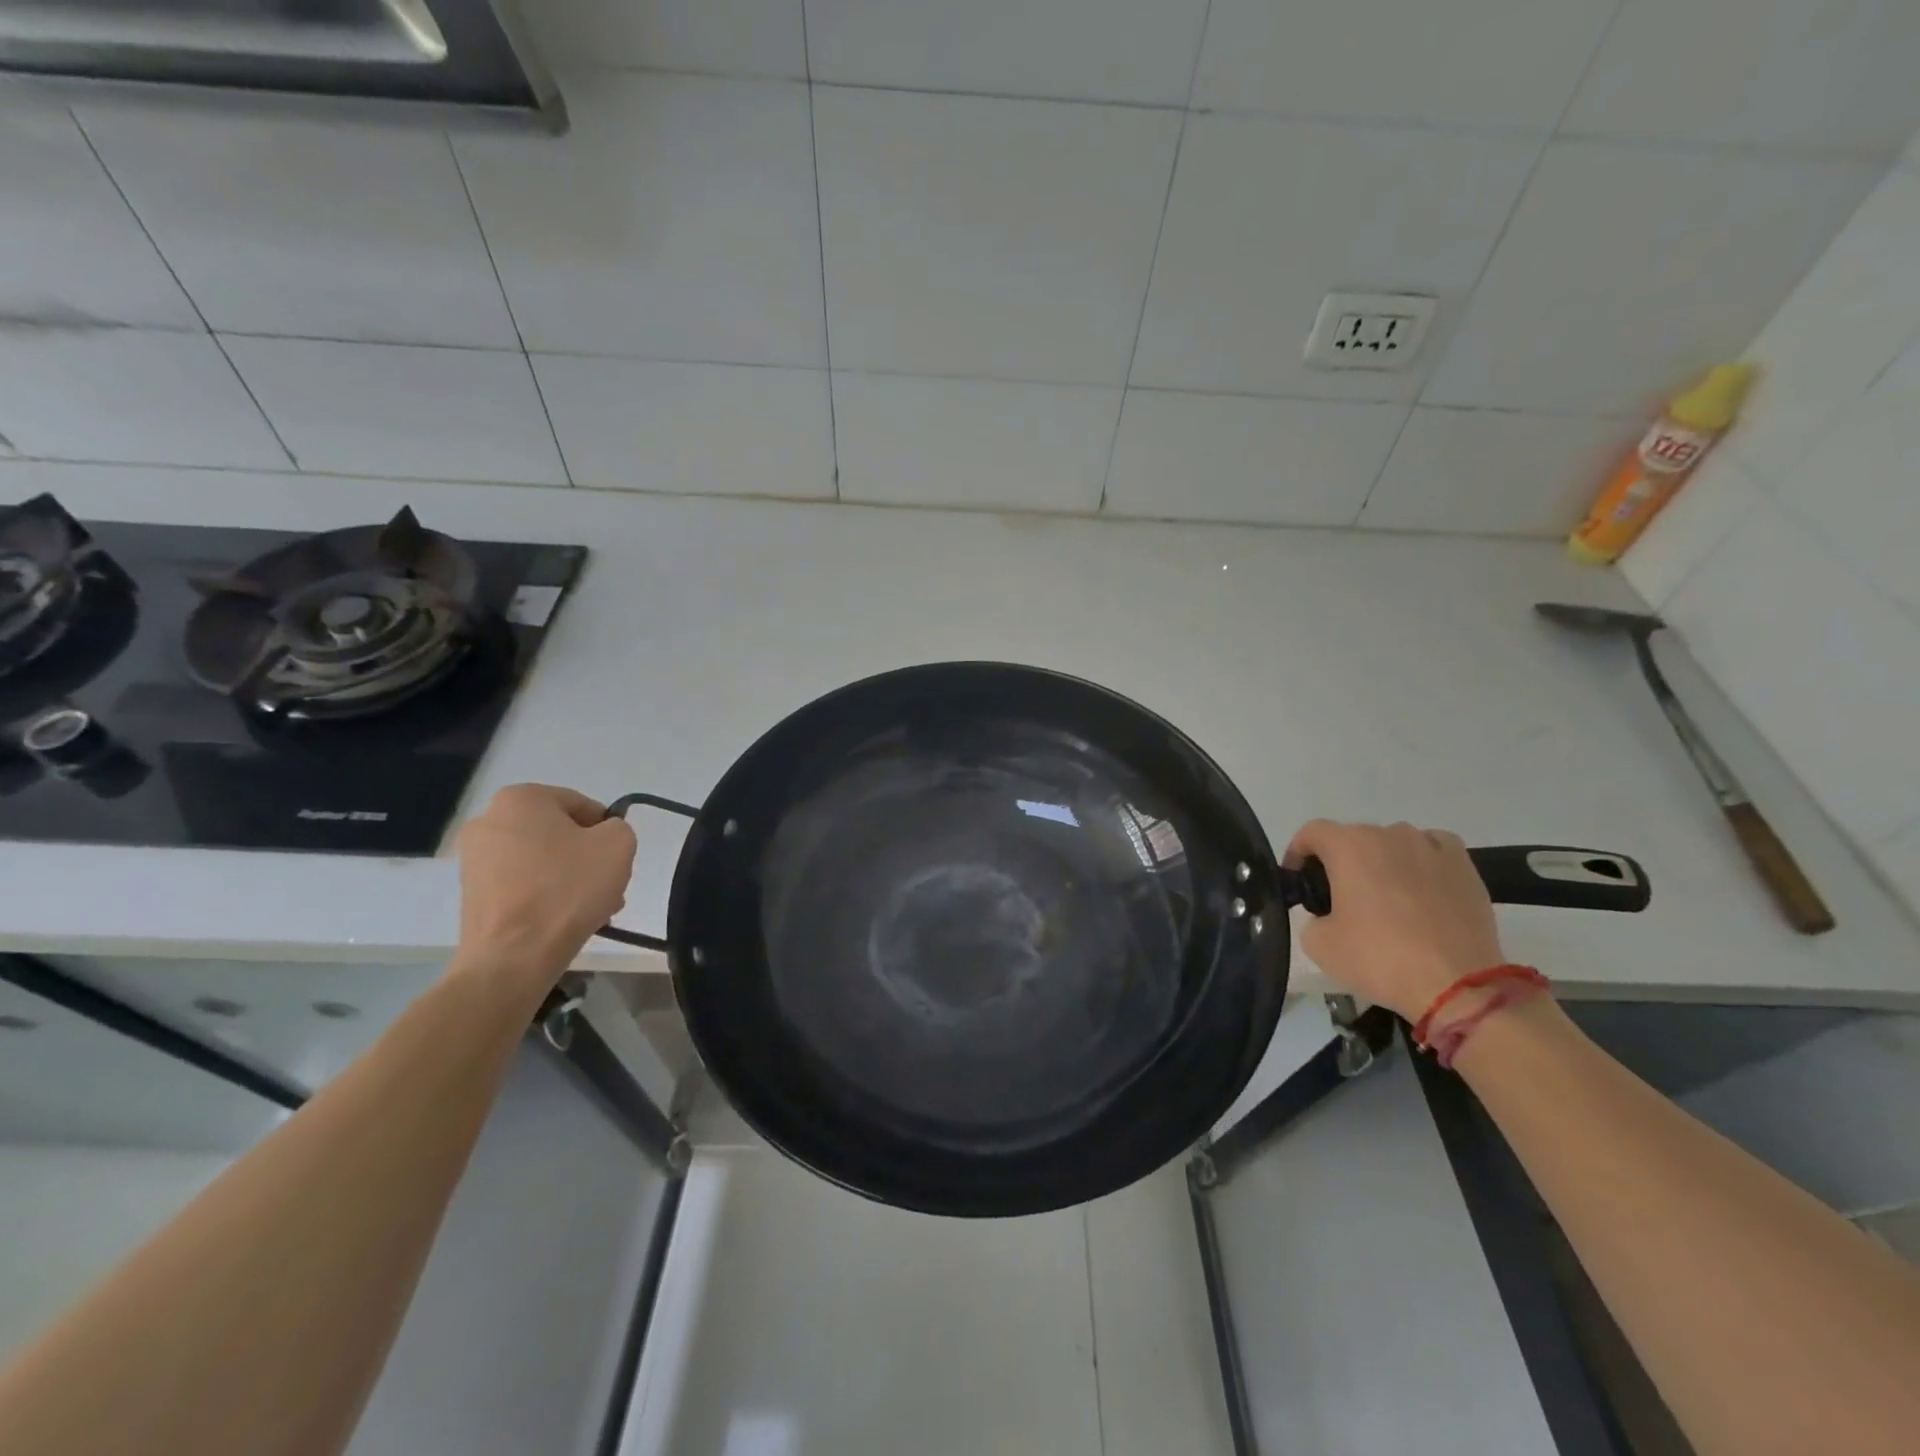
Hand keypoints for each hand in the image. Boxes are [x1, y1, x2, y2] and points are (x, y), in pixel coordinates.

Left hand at [452, 784, 637, 995]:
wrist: (513, 956)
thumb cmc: (568, 889)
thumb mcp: (618, 845)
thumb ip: (618, 828)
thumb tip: (602, 836)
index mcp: (521, 798)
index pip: (581, 805)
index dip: (606, 831)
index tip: (615, 859)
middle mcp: (488, 820)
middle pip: (559, 834)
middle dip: (585, 857)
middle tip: (606, 885)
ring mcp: (473, 859)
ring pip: (541, 861)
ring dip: (569, 878)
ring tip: (591, 909)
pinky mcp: (471, 893)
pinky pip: (521, 884)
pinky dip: (545, 896)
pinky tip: (564, 919)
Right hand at [1285, 820, 1504, 1020]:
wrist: (1457, 984)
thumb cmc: (1379, 958)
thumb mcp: (1318, 943)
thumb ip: (1313, 916)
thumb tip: (1328, 914)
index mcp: (1349, 846)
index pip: (1311, 833)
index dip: (1298, 853)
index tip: (1299, 880)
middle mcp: (1389, 834)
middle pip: (1353, 838)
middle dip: (1341, 862)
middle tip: (1340, 899)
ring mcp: (1430, 846)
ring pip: (1393, 844)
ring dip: (1381, 862)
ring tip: (1386, 898)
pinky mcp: (1464, 865)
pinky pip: (1431, 850)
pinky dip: (1420, 863)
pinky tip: (1421, 889)